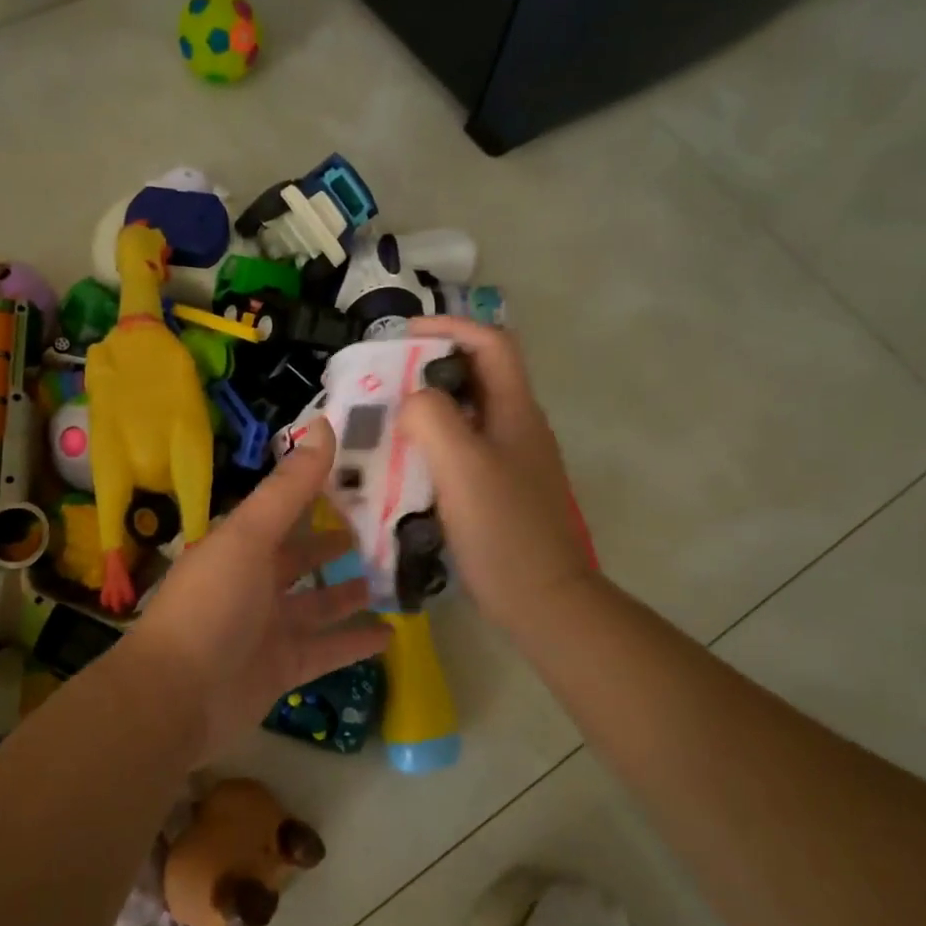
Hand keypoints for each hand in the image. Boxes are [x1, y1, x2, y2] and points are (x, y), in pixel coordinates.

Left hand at [120, 419, 391, 760]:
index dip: (319, 492)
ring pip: (318, 604)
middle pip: (302, 557)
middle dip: (337, 544)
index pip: (285, 510)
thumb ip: (289, 488)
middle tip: (386, 530)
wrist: (175, 697)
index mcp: (241, 545)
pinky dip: (354, 643)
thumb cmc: (211, 605)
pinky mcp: (282, 668)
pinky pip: (326, 650)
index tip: (363, 475)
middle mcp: (254, 582)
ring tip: (394, 577)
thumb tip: (325, 426)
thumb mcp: (249, 537)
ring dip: (350, 593)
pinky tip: (391, 634)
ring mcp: (269, 628)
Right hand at [398, 317, 598, 642]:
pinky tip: (403, 465)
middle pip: (477, 376)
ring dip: (428, 408)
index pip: (490, 343)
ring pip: (467, 414)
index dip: (450, 326)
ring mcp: (511, 460)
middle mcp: (517, 427)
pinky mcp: (499, 490)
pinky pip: (462, 450)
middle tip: (384, 381)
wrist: (542, 599)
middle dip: (430, 367)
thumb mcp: (462, 465)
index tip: (403, 336)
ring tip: (384, 419)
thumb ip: (433, 418)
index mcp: (516, 411)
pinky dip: (432, 445)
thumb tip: (412, 399)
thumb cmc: (503, 530)